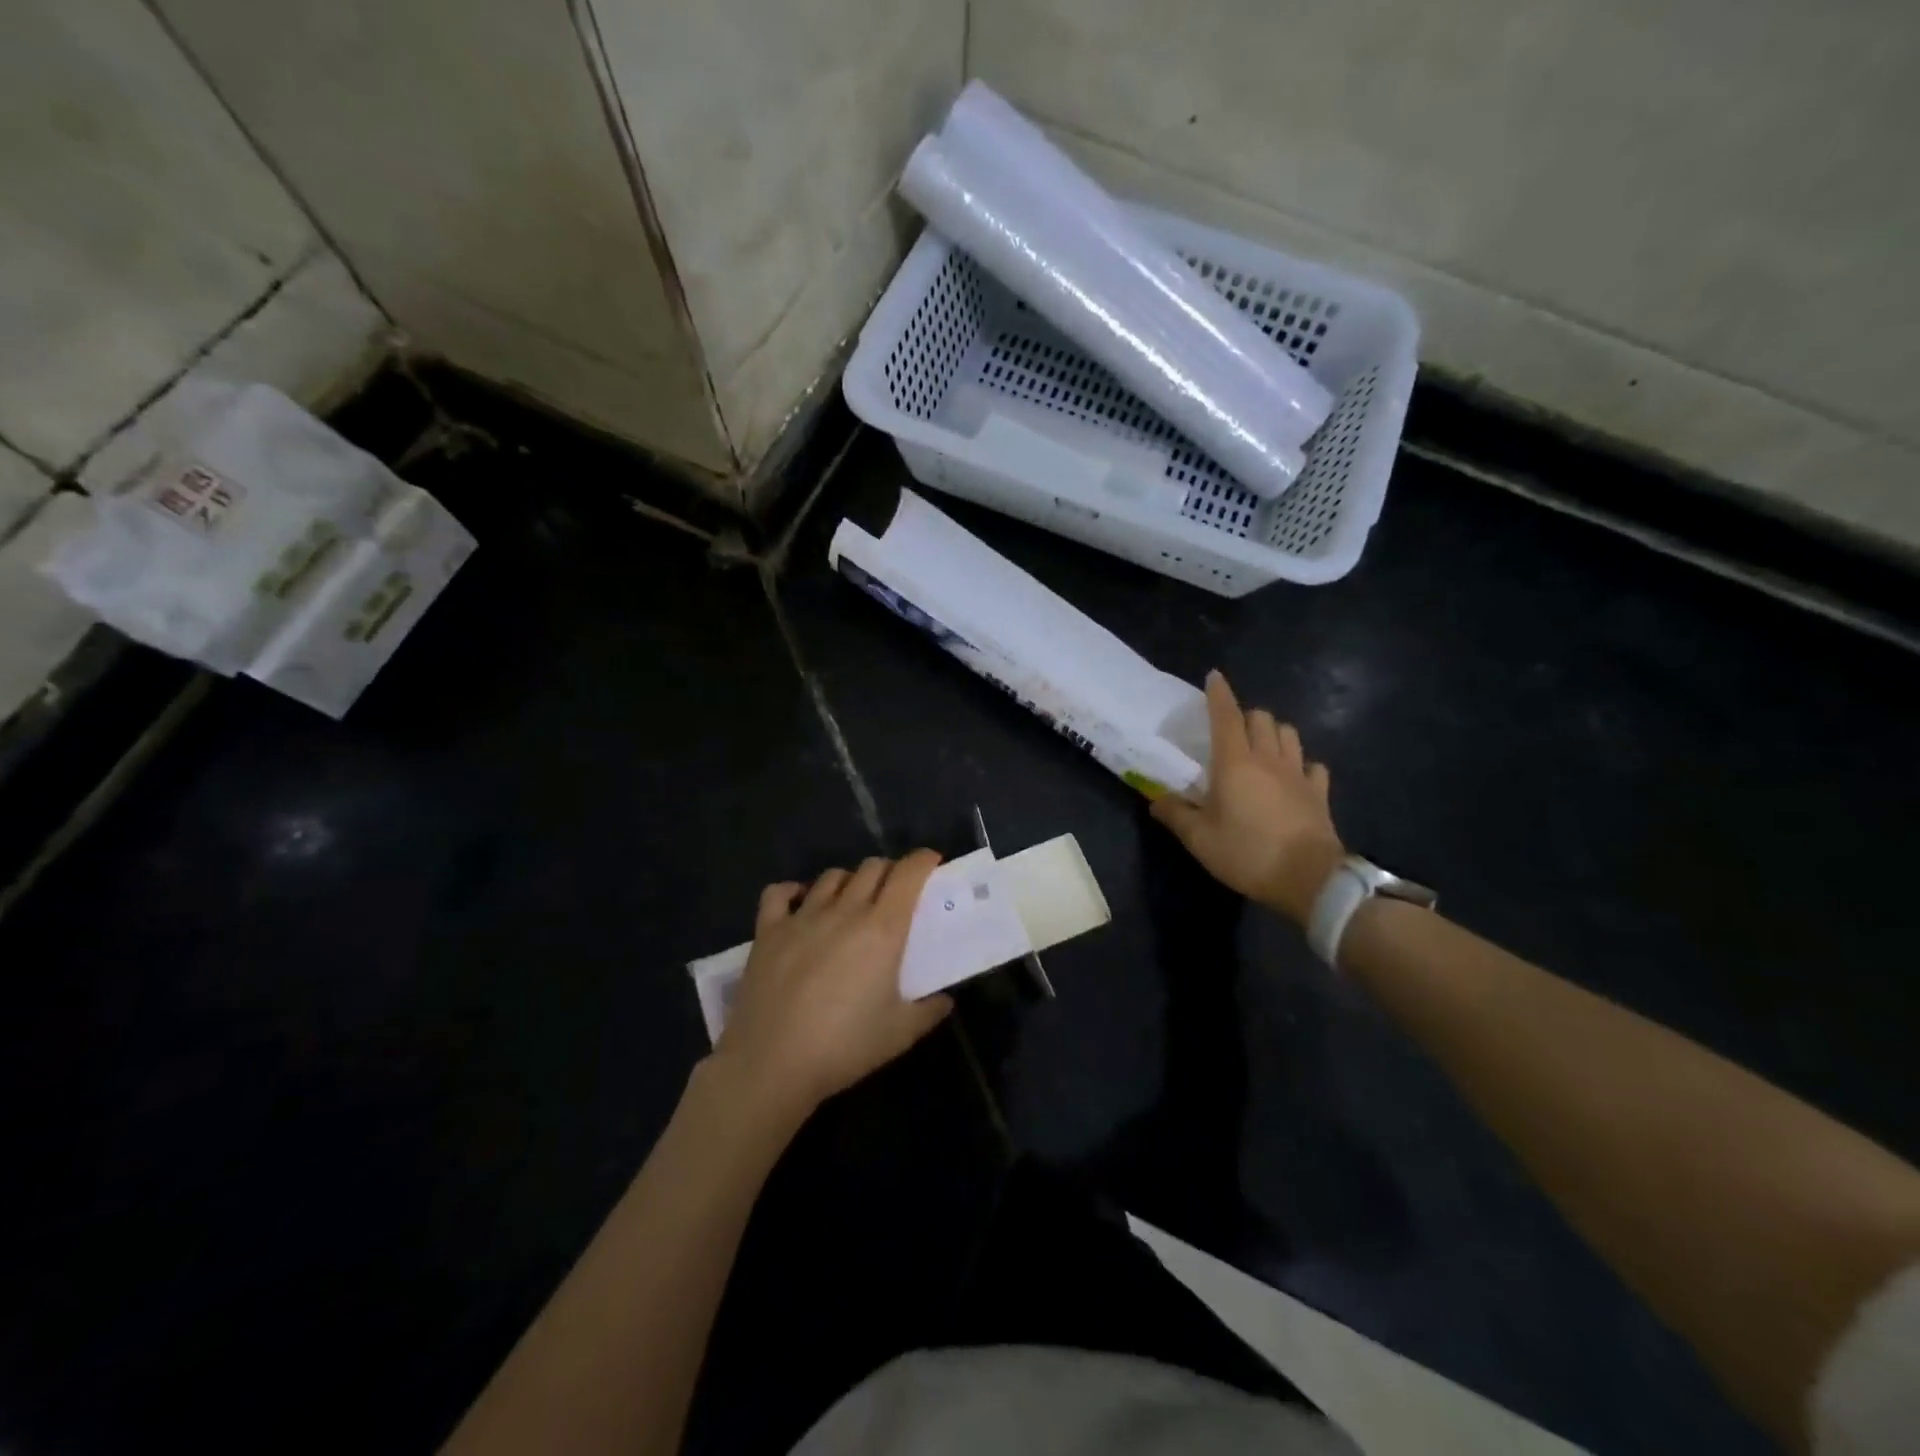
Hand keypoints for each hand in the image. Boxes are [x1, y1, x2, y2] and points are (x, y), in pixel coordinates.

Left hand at [712, 850, 952, 1118]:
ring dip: (850, 881)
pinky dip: (794, 891)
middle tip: (896, 892)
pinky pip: (780, 893)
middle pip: (872, 868)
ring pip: (832, 877)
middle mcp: (844, 911)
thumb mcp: (900, 1034)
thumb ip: (929, 1010)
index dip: (923, 861)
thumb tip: (944, 999)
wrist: (771, 1064)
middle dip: (890, 871)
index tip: (932, 863)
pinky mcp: (768, 930)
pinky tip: (801, 902)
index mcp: (882, 928)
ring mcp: (802, 917)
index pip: (908, 874)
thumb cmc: (844, 1046)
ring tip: (853, 900)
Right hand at [1150, 670, 1345, 924]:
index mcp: (1234, 763)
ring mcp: (1298, 774)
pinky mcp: (1319, 793)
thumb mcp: (1199, 839)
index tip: (1214, 676)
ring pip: (1289, 734)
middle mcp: (1268, 759)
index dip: (1219, 694)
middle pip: (1260, 718)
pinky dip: (1301, 764)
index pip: (1225, 715)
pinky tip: (1293, 776)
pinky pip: (1313, 766)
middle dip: (1245, 716)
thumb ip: (1175, 815)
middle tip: (1230, 732)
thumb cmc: (1247, 854)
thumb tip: (1154, 799)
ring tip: (1261, 747)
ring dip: (1274, 733)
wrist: (1309, 879)